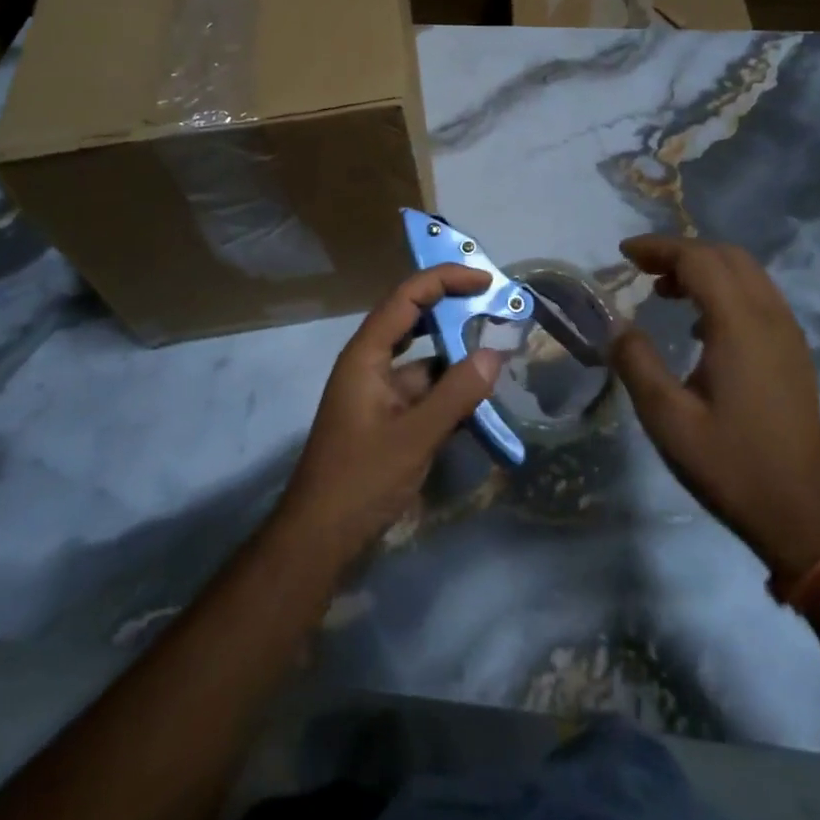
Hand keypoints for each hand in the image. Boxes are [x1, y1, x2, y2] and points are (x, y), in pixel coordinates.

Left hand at [276, 264, 503, 565]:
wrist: (319, 539)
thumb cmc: (360, 479)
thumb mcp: (415, 435)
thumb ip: (457, 393)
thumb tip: (495, 353)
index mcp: (366, 355)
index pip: (406, 297)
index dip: (444, 281)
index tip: (484, 280)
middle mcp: (370, 365)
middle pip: (414, 322)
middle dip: (453, 312)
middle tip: (496, 308)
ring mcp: (378, 394)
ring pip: (423, 362)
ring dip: (456, 358)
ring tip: (499, 354)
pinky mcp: (387, 421)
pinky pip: (424, 394)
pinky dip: (450, 392)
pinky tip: (481, 401)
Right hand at [611, 235, 819, 587]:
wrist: (800, 515)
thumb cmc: (730, 465)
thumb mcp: (667, 419)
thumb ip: (637, 363)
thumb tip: (617, 325)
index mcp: (740, 326)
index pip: (699, 260)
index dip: (659, 248)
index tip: (623, 254)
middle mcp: (771, 318)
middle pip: (727, 256)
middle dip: (681, 251)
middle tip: (642, 269)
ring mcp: (788, 334)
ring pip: (747, 273)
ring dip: (705, 268)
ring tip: (665, 291)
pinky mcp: (794, 353)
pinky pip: (759, 297)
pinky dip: (725, 289)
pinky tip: (700, 325)